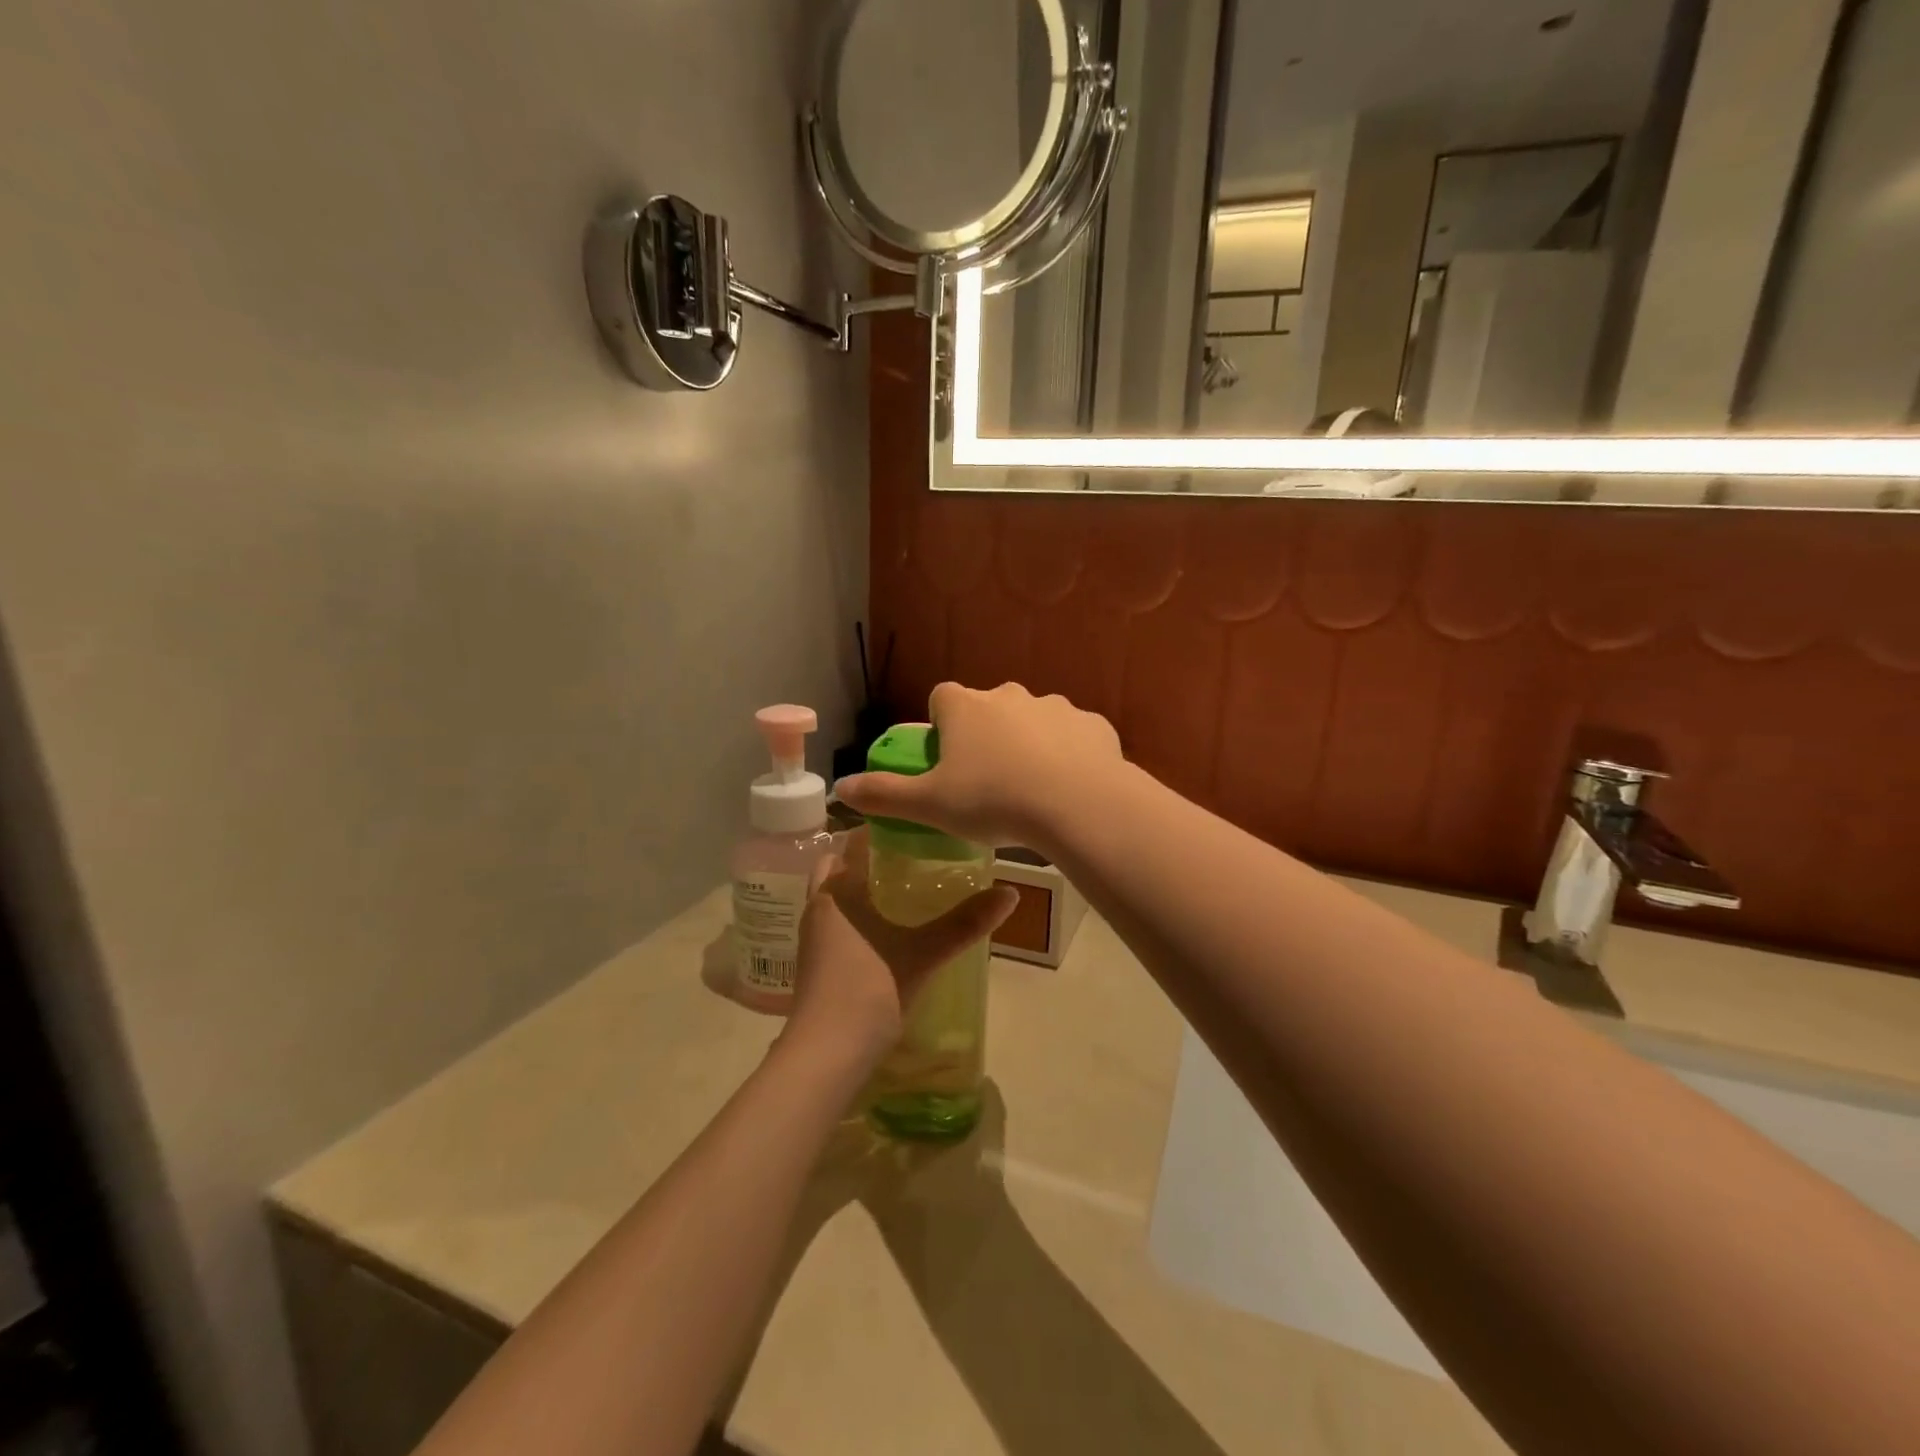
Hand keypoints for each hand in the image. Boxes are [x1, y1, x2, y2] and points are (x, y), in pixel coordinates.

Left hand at [782, 830, 1017, 1067]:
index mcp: (837, 890)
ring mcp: (812, 937)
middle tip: (911, 858)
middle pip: (839, 867)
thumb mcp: (925, 953)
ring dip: (862, 889)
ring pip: (836, 897)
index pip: (853, 842)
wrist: (826, 1054)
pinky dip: (857, 917)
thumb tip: (1011, 894)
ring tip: (905, 890)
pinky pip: (836, 924)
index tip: (915, 827)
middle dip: (868, 859)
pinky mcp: (815, 964)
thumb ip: (965, 923)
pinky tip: (888, 931)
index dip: (881, 830)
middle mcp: (818, 905)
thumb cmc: (871, 989)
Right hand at [835, 683, 1122, 851]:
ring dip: (1029, 744)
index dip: (941, 725)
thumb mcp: (930, 805)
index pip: (942, 698)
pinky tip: (1069, 788)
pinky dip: (1068, 755)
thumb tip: (841, 789)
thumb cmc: (993, 801)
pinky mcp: (1093, 724)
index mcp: (966, 707)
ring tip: (1032, 789)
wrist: (1078, 805)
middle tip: (987, 781)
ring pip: (1033, 721)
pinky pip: (1073, 736)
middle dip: (986, 735)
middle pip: (989, 708)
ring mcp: (1056, 706)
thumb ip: (883, 795)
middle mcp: (1009, 695)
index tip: (945, 758)